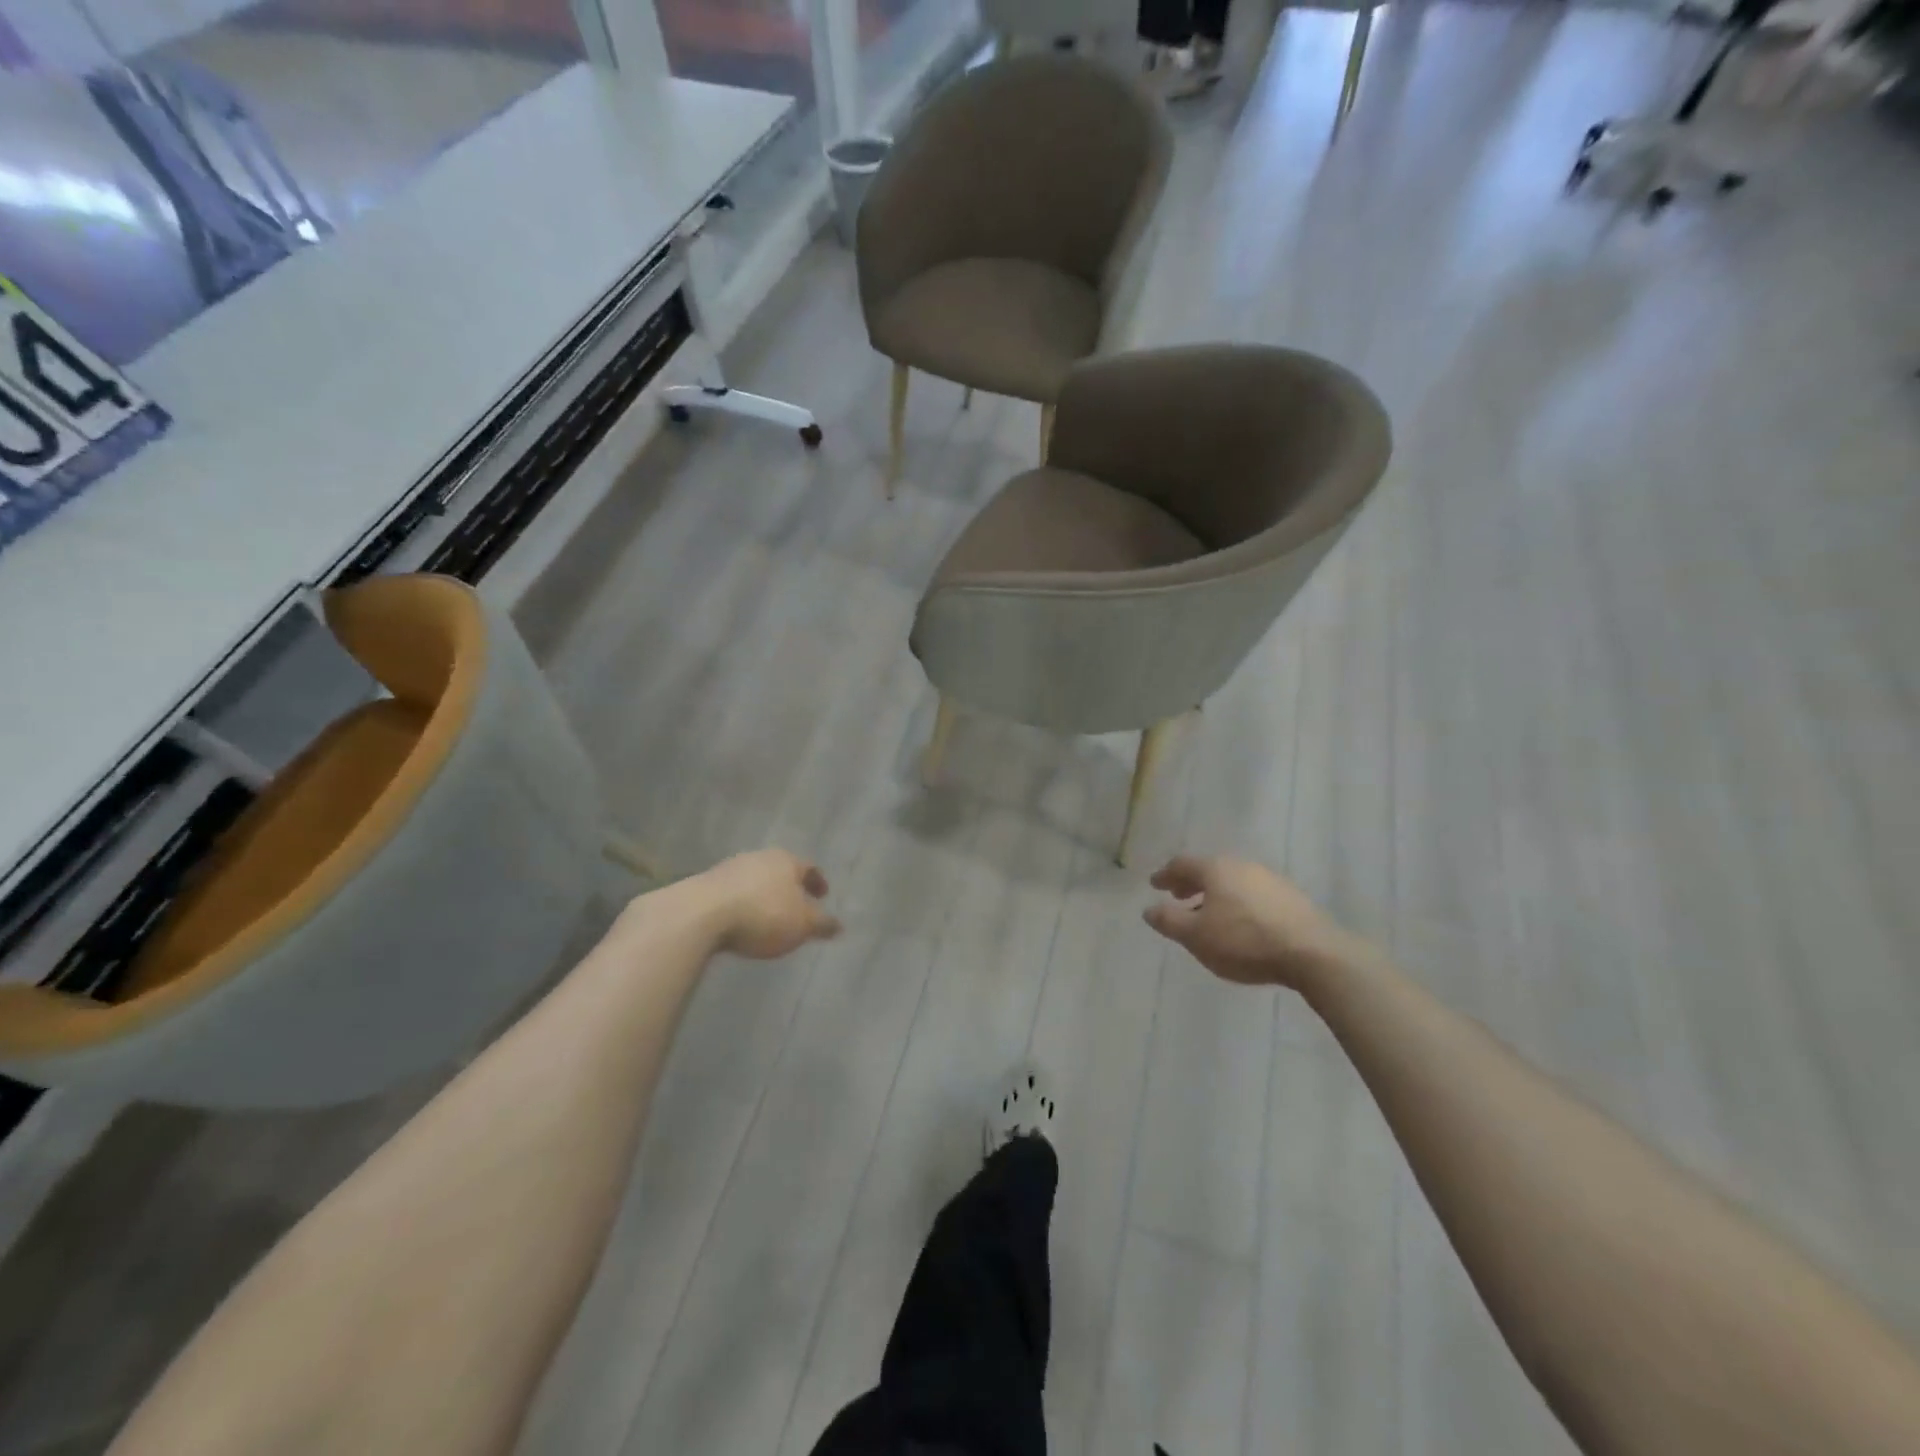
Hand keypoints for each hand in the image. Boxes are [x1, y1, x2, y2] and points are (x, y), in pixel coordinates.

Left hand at [679, 849, 841, 958]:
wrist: (700, 914)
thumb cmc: (763, 915)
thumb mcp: (802, 925)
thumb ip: (822, 924)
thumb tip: (839, 925)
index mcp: (786, 860)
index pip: (809, 867)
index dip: (818, 882)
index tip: (823, 896)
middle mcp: (759, 857)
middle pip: (781, 871)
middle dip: (790, 888)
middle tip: (797, 906)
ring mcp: (729, 868)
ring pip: (755, 880)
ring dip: (764, 895)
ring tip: (768, 917)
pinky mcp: (705, 884)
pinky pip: (733, 893)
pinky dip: (742, 904)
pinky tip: (741, 921)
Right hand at [1143, 855, 1358, 990]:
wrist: (1313, 953)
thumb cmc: (1244, 941)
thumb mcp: (1196, 936)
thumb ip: (1169, 921)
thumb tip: (1148, 909)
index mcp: (1216, 869)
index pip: (1182, 864)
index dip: (1165, 875)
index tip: (1155, 885)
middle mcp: (1242, 866)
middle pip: (1209, 870)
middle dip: (1191, 883)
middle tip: (1178, 896)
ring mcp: (1271, 880)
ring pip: (1233, 882)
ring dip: (1216, 894)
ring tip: (1209, 914)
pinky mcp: (1292, 898)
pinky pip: (1253, 894)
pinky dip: (1238, 903)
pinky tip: (1241, 923)